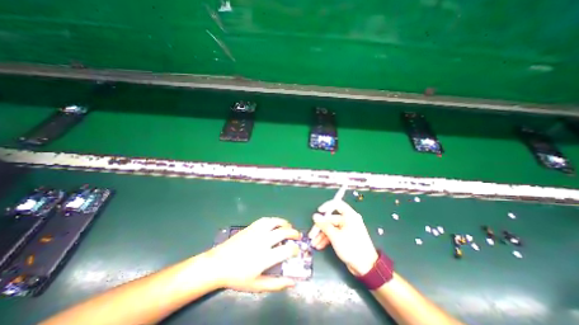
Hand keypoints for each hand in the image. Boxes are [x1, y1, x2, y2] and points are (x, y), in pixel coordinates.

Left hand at [206, 217, 300, 292]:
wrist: (218, 263)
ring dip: (285, 223)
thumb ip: (276, 284)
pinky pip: (266, 219)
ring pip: (275, 222)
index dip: (295, 250)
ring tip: (289, 226)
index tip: (297, 251)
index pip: (287, 250)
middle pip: (284, 232)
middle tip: (297, 236)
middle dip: (294, 233)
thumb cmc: (237, 277)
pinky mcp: (251, 227)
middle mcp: (263, 241)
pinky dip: (274, 220)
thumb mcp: (257, 285)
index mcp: (265, 257)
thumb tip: (292, 282)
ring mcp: (257, 232)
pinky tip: (275, 223)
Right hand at [310, 201, 378, 276]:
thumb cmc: (351, 248)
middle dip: (320, 227)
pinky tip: (319, 245)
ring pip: (331, 228)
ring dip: (322, 235)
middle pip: (330, 219)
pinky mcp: (345, 237)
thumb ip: (324, 225)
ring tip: (314, 244)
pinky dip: (327, 239)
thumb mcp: (335, 236)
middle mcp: (348, 220)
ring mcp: (347, 229)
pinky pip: (334, 234)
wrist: (366, 267)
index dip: (327, 206)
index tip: (319, 211)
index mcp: (349, 216)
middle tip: (311, 235)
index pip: (337, 204)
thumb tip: (315, 216)